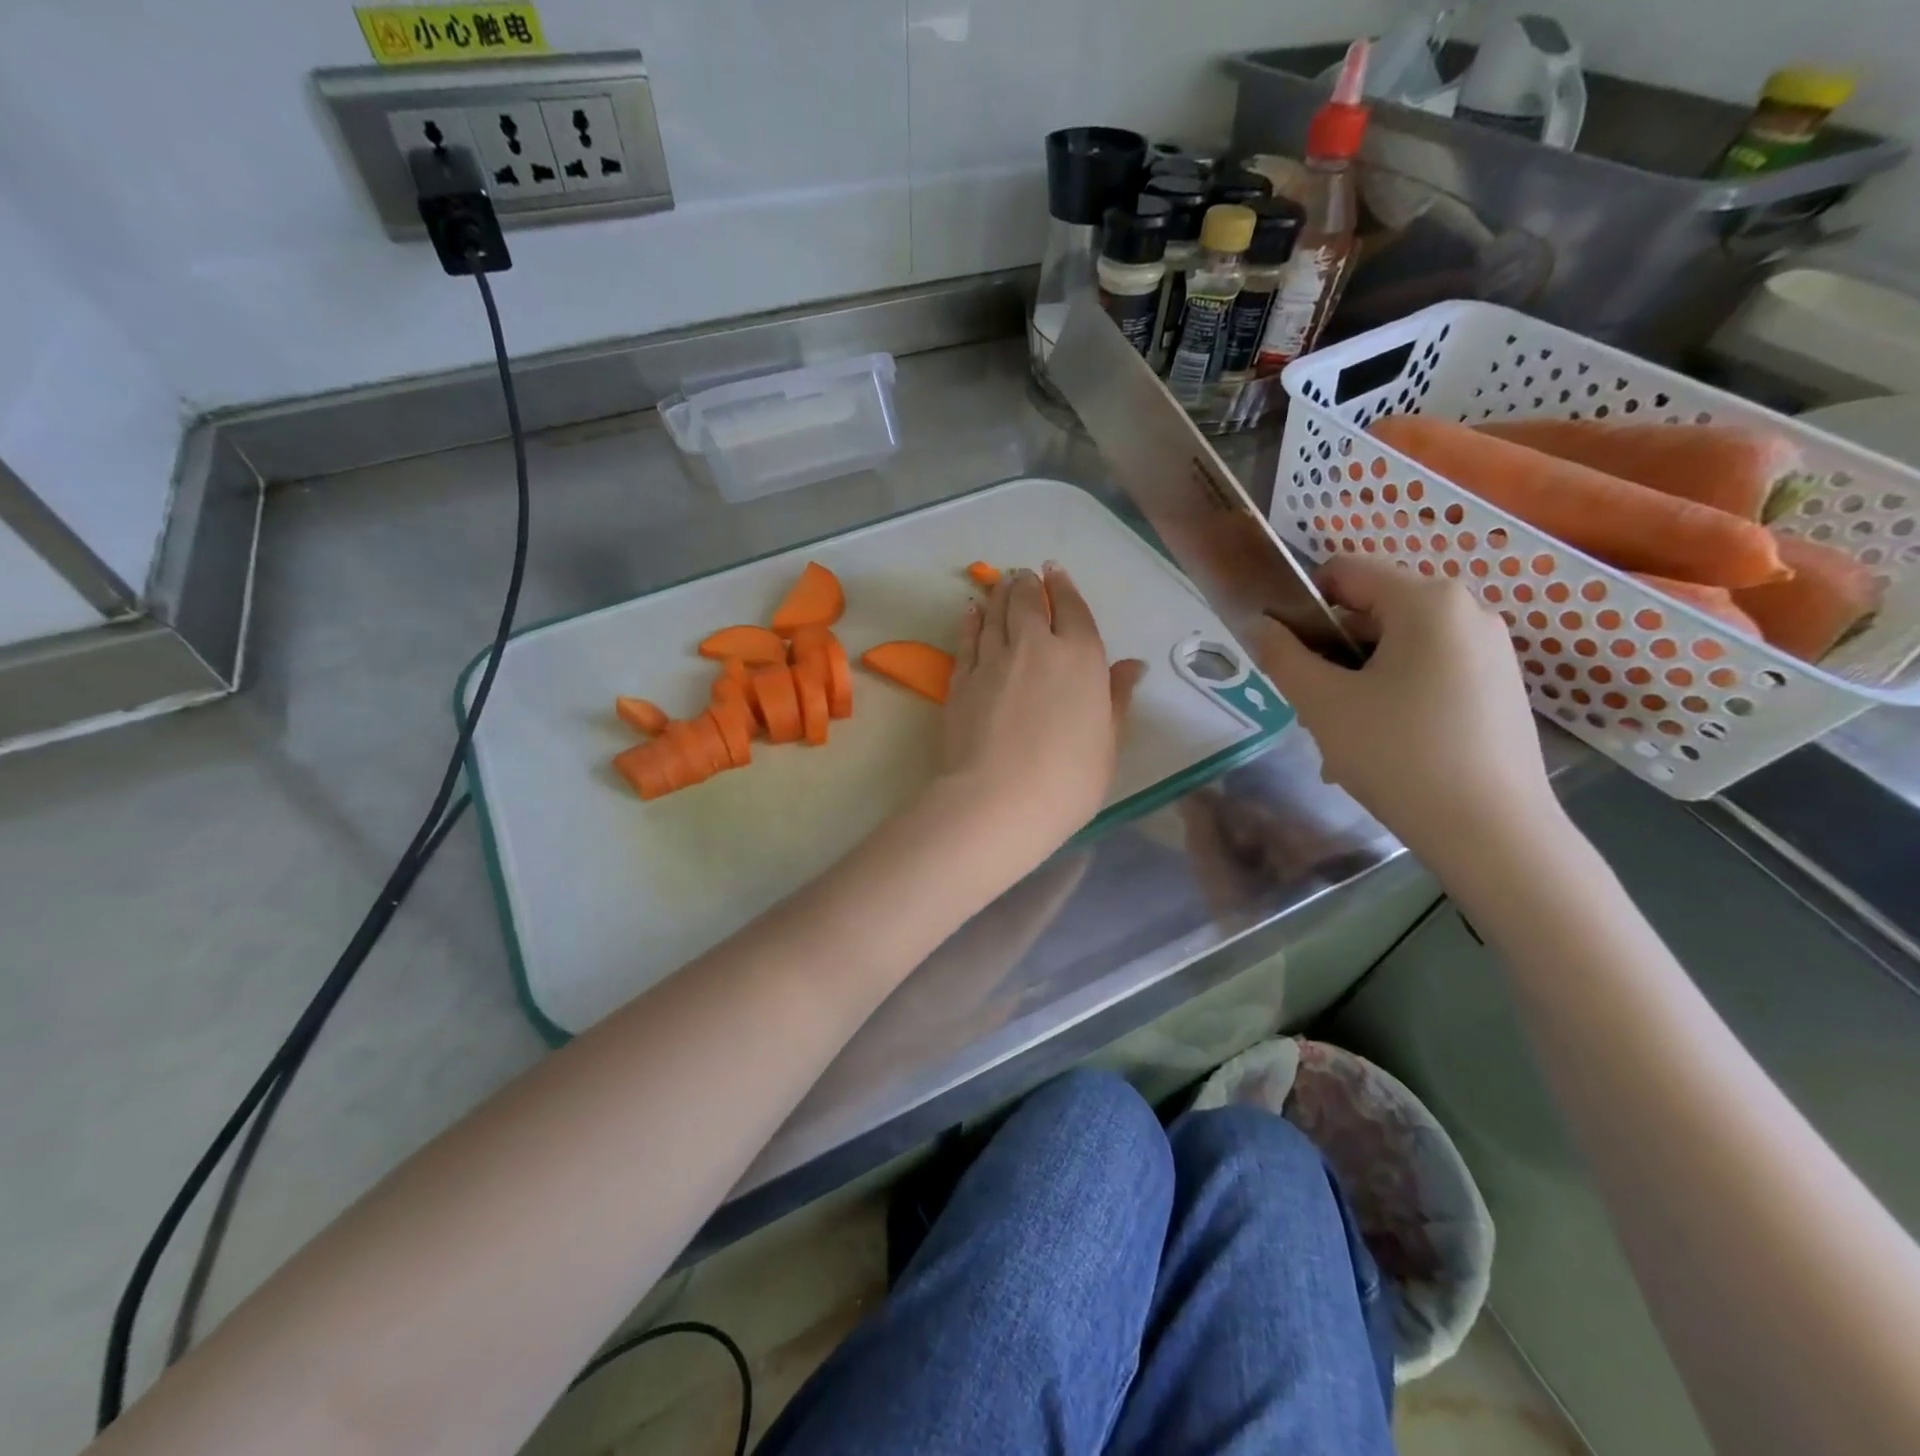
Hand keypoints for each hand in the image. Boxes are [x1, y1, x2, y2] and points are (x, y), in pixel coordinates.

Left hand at [937, 564, 1144, 867]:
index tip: (1054, 572)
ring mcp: (993, 660)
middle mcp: (1035, 646)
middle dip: (1027, 585)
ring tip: (1000, 585)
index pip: (1072, 610)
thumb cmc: (1068, 778)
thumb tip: (1132, 665)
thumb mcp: (1108, 742)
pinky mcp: (961, 680)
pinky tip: (971, 612)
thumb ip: (1117, 698)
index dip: (1063, 588)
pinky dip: (970, 621)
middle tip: (1023, 576)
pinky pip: (966, 639)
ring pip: (994, 614)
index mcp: (1080, 658)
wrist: (998, 799)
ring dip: (998, 595)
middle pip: (1028, 603)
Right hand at [1248, 556, 1558, 861]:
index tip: (1287, 655)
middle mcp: (1467, 609)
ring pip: (1399, 647)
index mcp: (1426, 600)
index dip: (1302, 605)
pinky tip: (1387, 747)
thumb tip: (1258, 625)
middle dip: (1333, 652)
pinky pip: (1431, 671)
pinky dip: (1397, 695)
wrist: (1492, 833)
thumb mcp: (1322, 704)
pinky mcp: (1501, 685)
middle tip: (1316, 707)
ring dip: (1360, 680)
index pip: (1344, 571)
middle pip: (1372, 610)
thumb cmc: (1398, 755)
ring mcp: (1491, 649)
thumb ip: (1282, 655)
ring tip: (1347, 736)